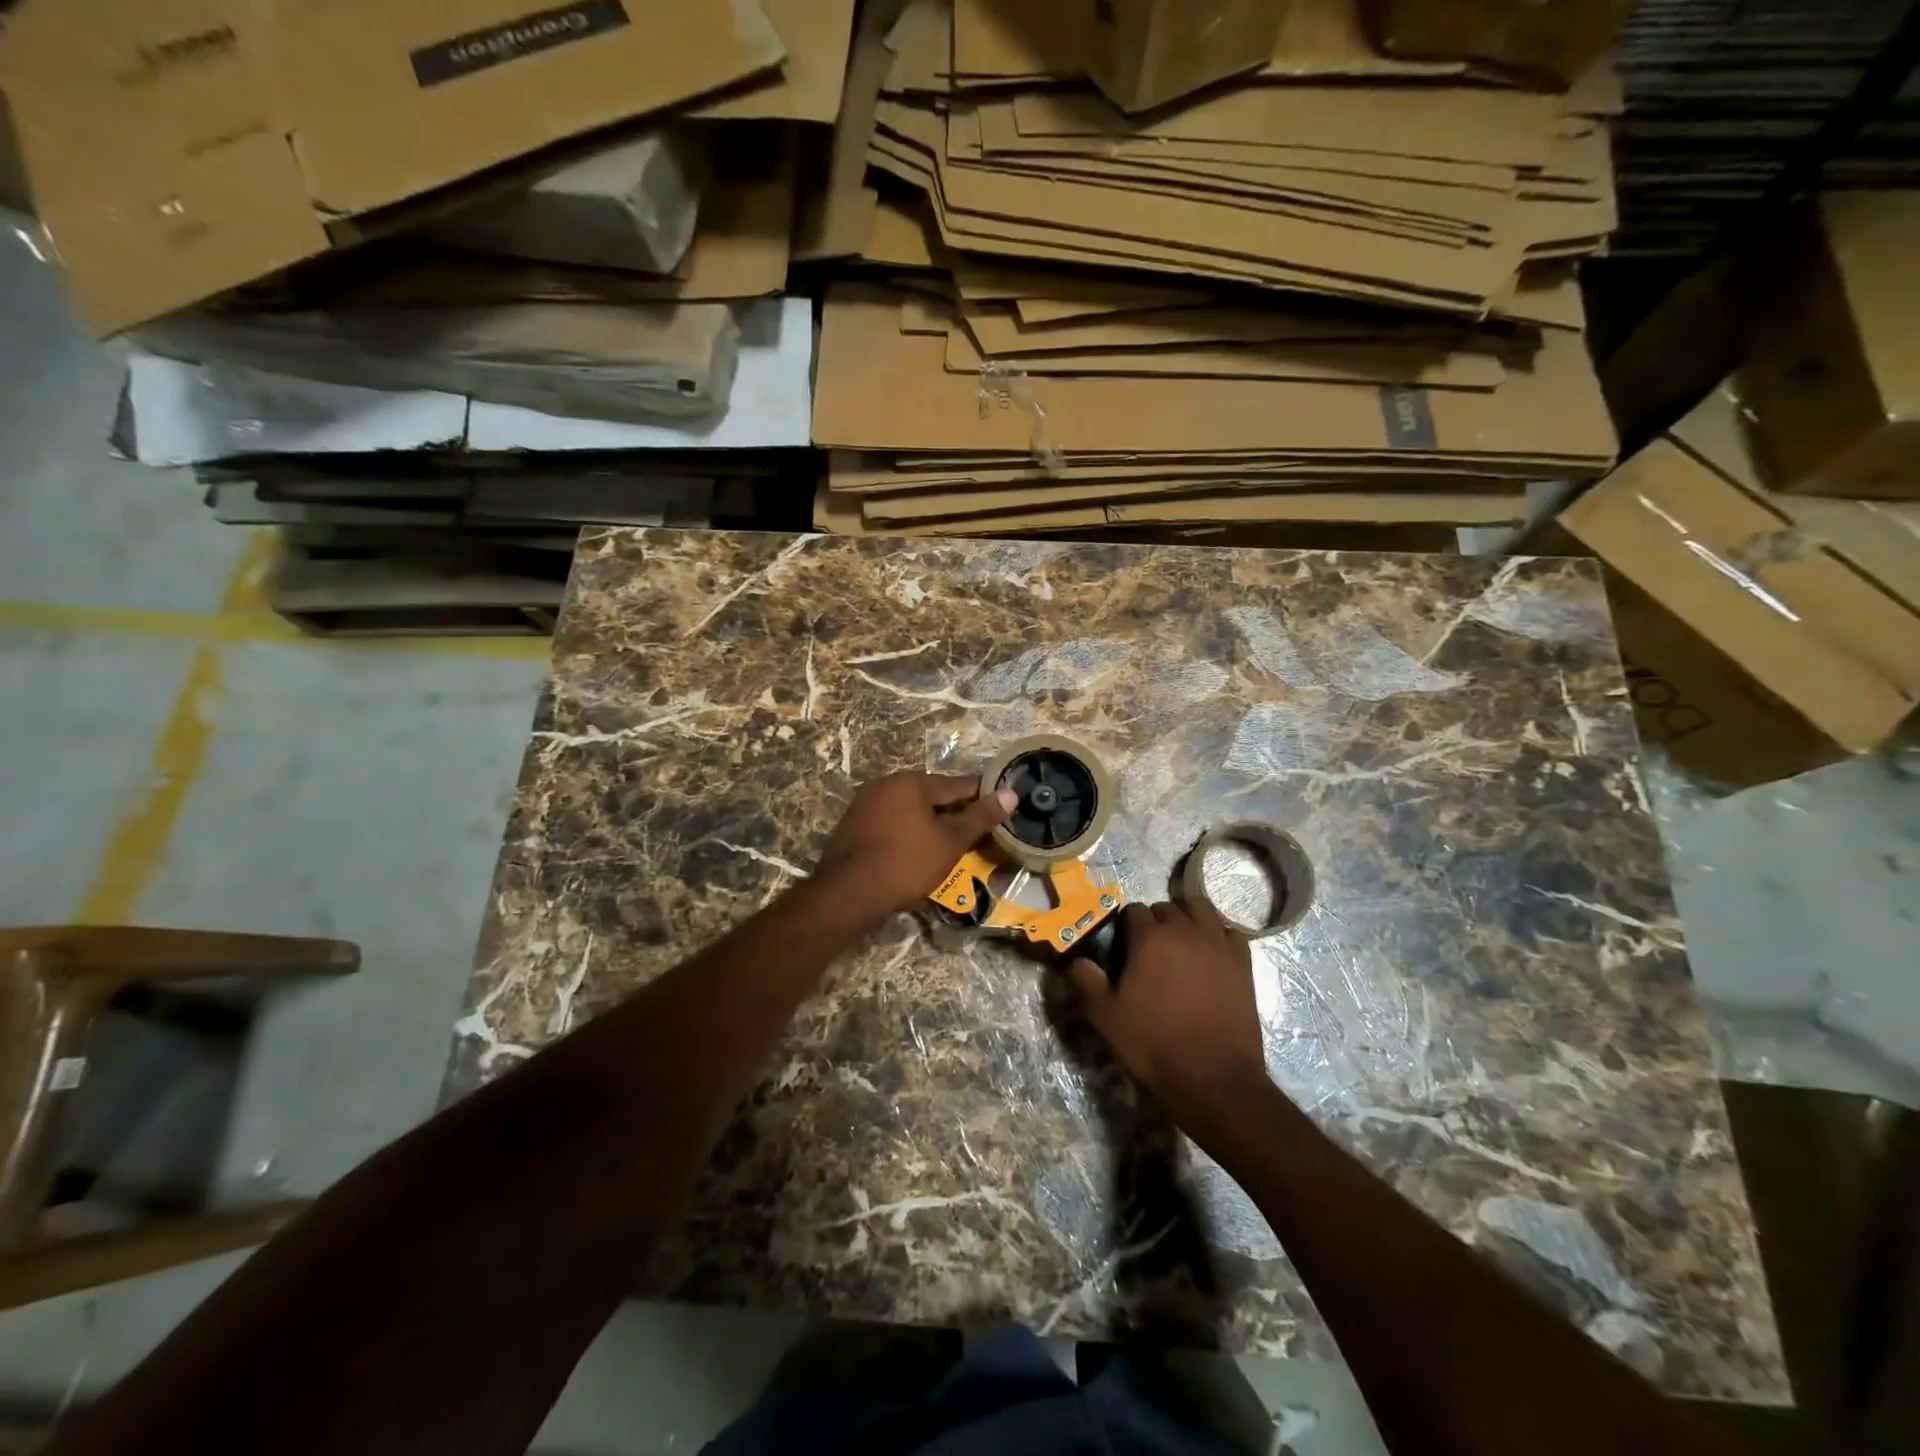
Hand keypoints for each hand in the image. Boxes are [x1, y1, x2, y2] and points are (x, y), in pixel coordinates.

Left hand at [813, 773, 1015, 923]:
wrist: (848, 892)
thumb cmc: (906, 864)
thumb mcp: (951, 842)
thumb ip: (981, 817)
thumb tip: (1010, 793)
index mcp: (913, 782)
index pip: (958, 784)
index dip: (982, 797)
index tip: (1001, 809)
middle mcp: (887, 783)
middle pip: (932, 794)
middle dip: (954, 811)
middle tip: (975, 834)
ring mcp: (866, 802)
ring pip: (911, 807)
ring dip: (930, 822)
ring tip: (948, 845)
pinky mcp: (854, 823)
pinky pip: (892, 820)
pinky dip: (908, 830)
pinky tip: (916, 850)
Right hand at [1066, 900, 1271, 1140]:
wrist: (1213, 1078)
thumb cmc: (1154, 1043)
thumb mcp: (1106, 1016)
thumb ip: (1085, 981)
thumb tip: (1075, 960)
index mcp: (1150, 938)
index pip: (1133, 911)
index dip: (1125, 927)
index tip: (1122, 949)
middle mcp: (1185, 930)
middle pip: (1166, 907)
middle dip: (1155, 921)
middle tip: (1148, 950)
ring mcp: (1218, 944)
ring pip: (1200, 909)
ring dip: (1187, 917)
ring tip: (1180, 942)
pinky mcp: (1242, 962)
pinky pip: (1229, 931)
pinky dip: (1217, 934)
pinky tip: (1210, 953)